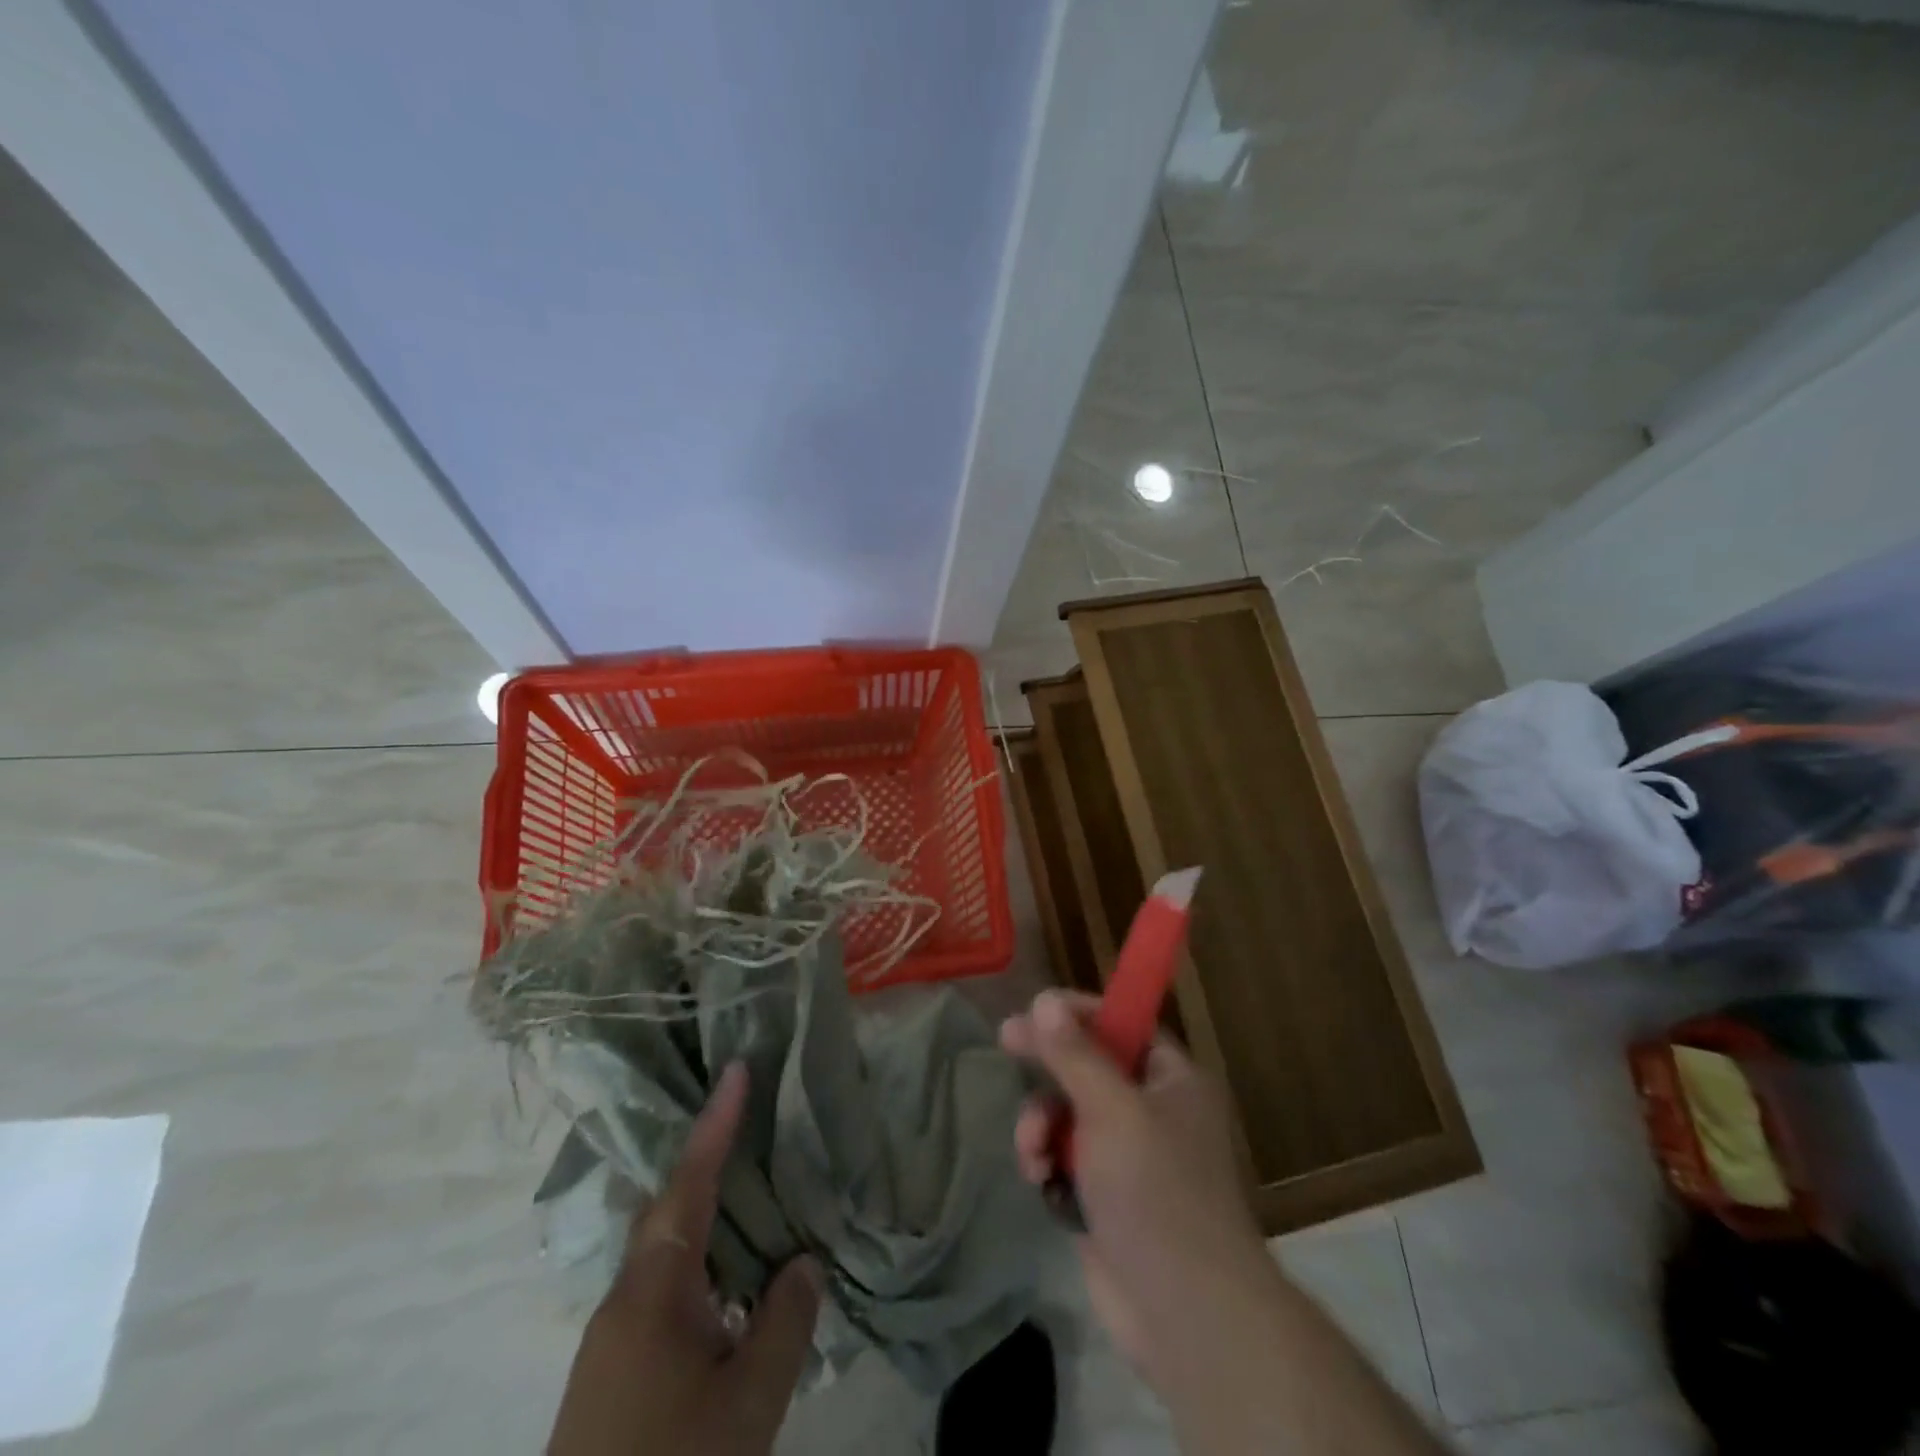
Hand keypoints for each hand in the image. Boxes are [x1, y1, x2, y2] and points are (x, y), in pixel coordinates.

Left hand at [547, 1063, 820, 1455]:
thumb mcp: (748, 1406)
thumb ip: (784, 1322)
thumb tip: (803, 1261)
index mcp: (652, 1291)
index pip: (689, 1184)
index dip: (715, 1124)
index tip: (738, 1069)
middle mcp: (622, 1301)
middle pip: (667, 1208)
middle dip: (705, 1158)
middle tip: (746, 1116)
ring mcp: (609, 1340)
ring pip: (661, 1250)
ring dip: (701, 1211)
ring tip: (748, 1188)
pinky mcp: (609, 1374)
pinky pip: (658, 1287)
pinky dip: (695, 1259)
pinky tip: (725, 1281)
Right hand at [1000, 990, 1267, 1383]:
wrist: (1185, 1316)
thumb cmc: (1156, 1194)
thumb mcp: (1111, 1111)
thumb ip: (1073, 1054)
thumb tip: (1043, 1000)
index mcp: (1171, 1079)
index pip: (1121, 1023)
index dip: (1078, 1012)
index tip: (1034, 1007)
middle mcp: (1152, 1109)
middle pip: (1088, 1066)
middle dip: (1049, 1066)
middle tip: (1006, 1043)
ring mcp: (1127, 1156)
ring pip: (1068, 1113)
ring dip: (1041, 1124)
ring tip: (1033, 1152)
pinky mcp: (1103, 1196)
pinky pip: (1063, 1156)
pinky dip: (1046, 1162)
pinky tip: (1040, 1180)